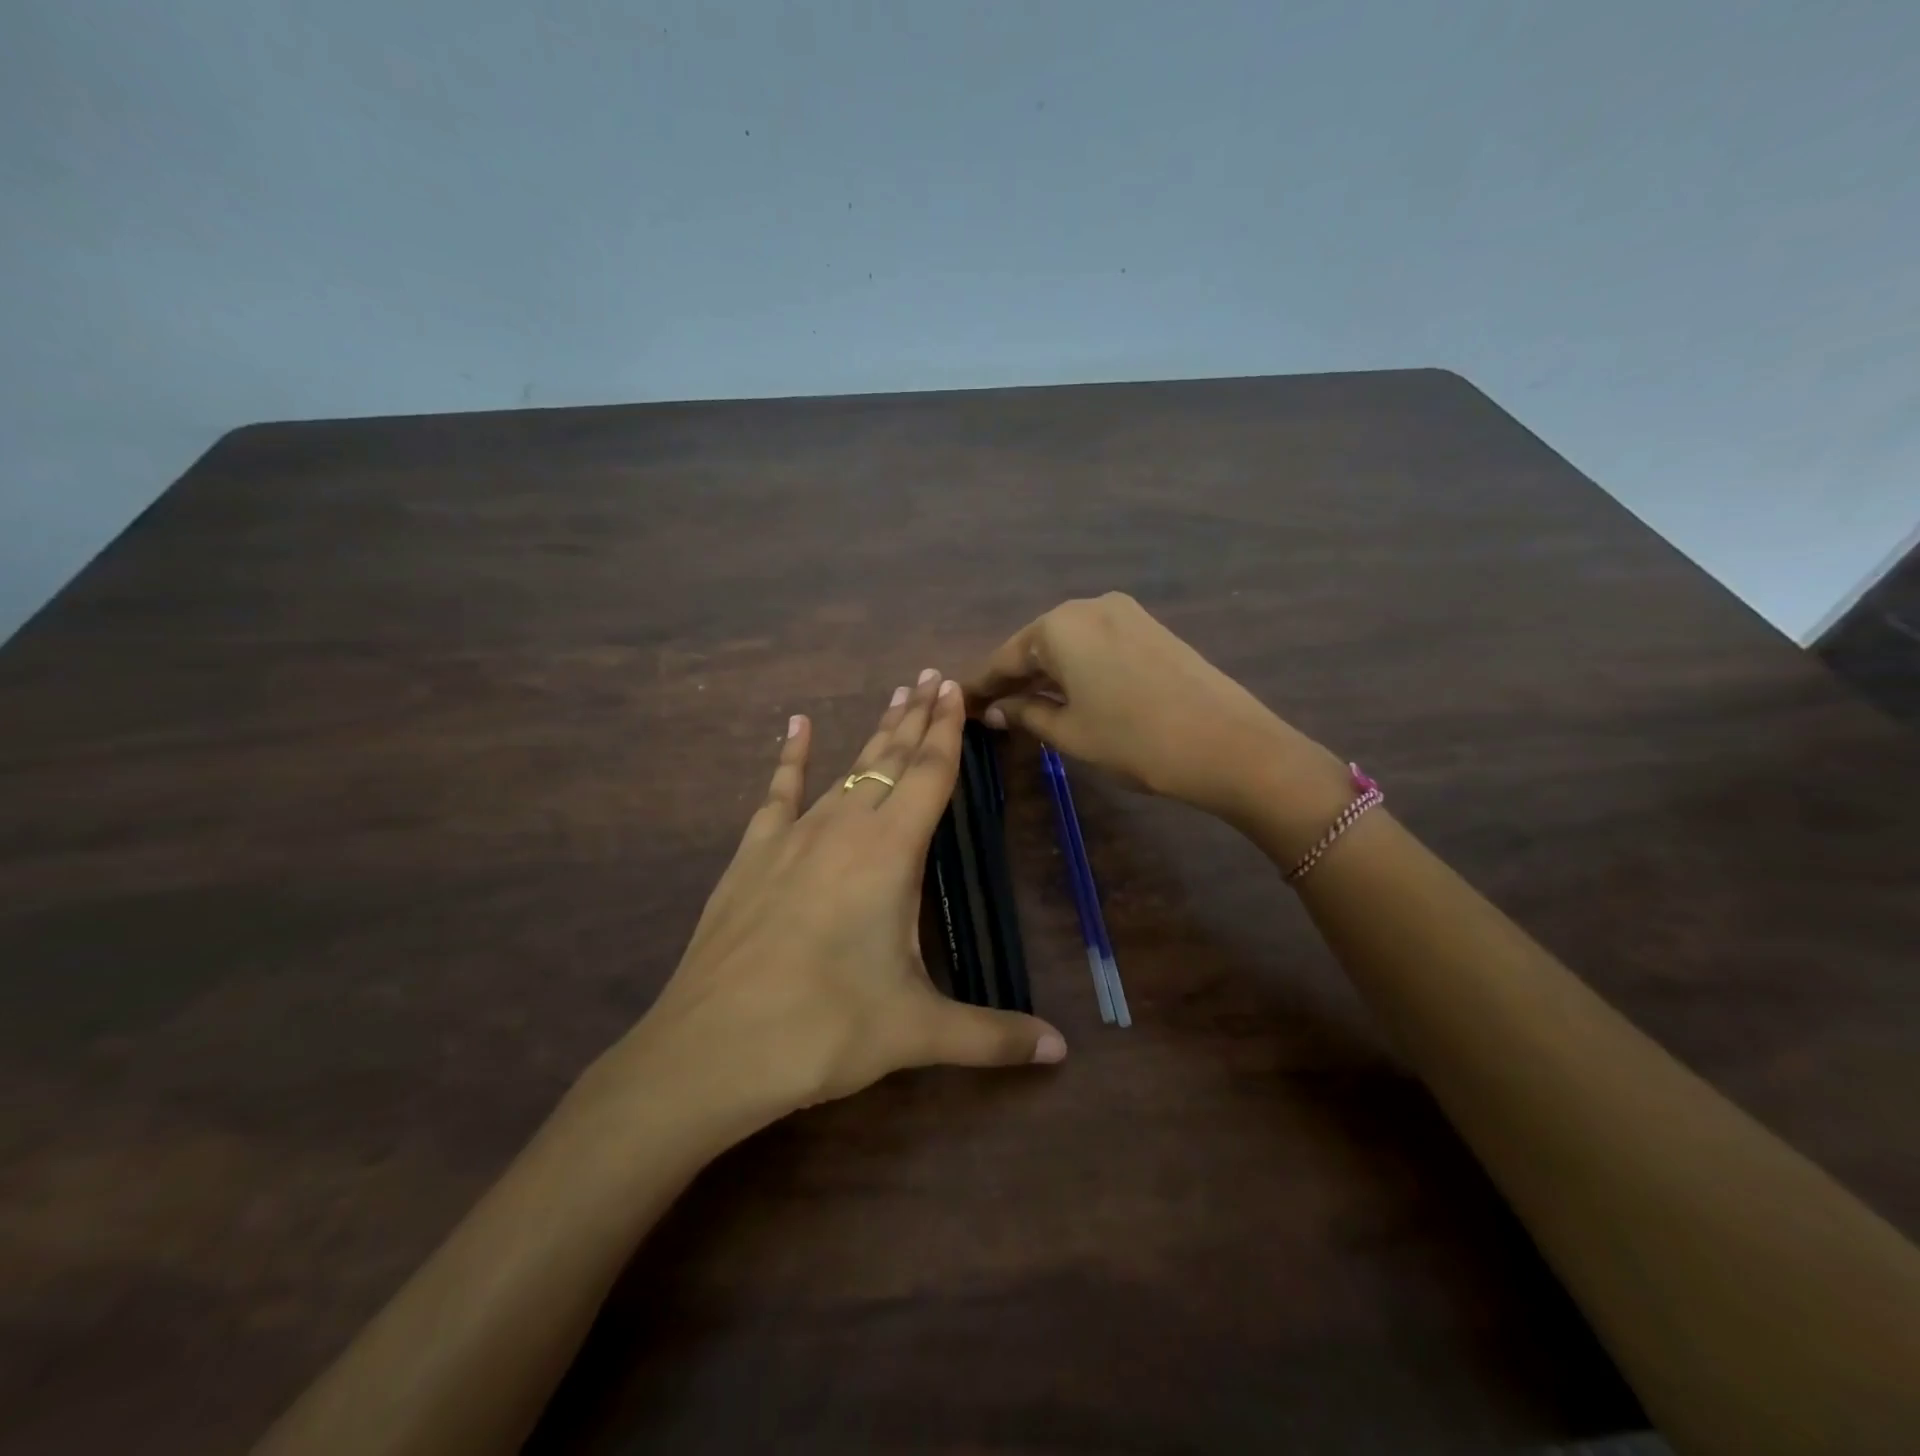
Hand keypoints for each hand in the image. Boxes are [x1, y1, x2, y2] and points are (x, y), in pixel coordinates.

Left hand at [591, 671, 1065, 1135]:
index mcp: (890, 854)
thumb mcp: (918, 1033)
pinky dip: (791, 756)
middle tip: (930, 676)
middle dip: (915, 717)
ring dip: (873, 735)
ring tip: (893, 698)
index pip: (929, 775)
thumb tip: (1061, 1051)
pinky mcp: (752, 855)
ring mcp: (792, 837)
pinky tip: (796, 725)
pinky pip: (777, 793)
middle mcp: (844, 828)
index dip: (946, 730)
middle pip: (889, 758)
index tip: (954, 688)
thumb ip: (992, 1036)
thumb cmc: (825, 1030)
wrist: (712, 1048)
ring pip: (845, 769)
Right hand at [962, 594, 1348, 834]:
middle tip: (994, 710)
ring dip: (1047, 673)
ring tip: (1029, 706)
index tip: (962, 706)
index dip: (982, 686)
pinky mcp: (1151, 626)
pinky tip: (1072, 692)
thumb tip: (998, 709)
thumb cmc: (1134, 740)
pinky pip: (1098, 644)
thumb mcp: (1069, 732)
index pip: (1005, 657)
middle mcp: (1088, 605)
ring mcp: (1125, 612)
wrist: (1227, 743)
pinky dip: (1078, 667)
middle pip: (1036, 644)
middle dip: (1015, 678)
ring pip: (1069, 643)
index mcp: (1059, 625)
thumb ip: (1026, 714)